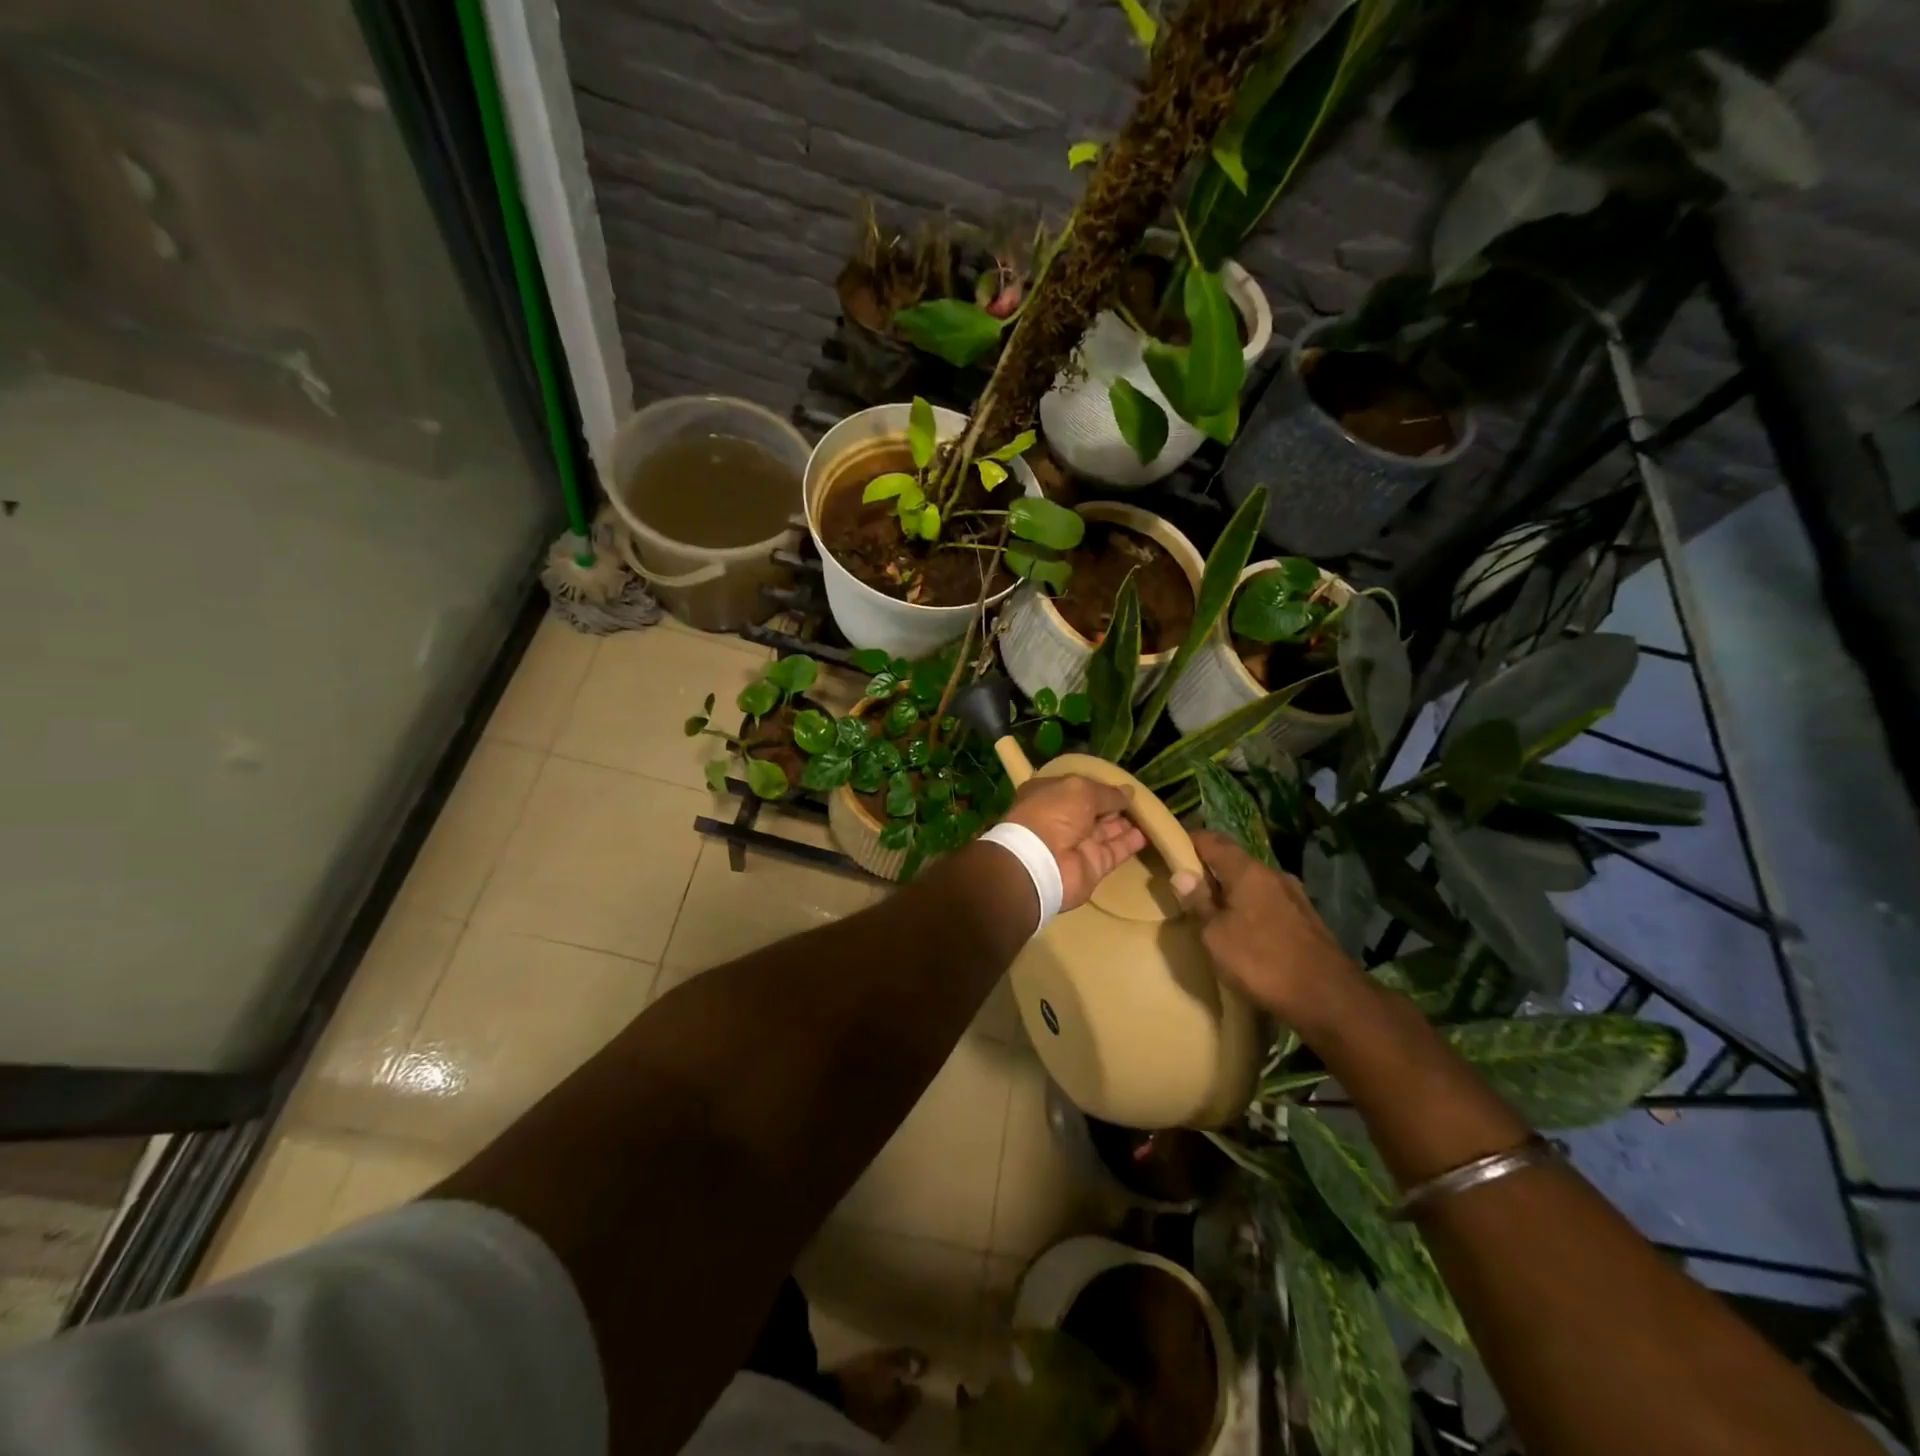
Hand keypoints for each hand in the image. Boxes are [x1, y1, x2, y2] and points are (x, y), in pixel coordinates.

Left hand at [1002, 775, 1147, 910]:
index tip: (1118, 784)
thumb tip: (1127, 793)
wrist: (1042, 862)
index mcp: (1047, 795)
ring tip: (1147, 814)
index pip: (1075, 788)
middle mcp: (1061, 819)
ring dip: (1124, 823)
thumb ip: (1106, 793)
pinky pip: (1114, 851)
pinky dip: (1129, 843)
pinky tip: (1146, 834)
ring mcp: (1076, 844)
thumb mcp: (1081, 790)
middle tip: (1138, 800)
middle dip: (1112, 805)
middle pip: (1092, 810)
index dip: (1096, 786)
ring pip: (1105, 831)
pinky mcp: (1092, 865)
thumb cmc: (1053, 813)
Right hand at [1174, 830, 1360, 1027]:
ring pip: (1252, 882)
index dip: (1188, 839)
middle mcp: (1272, 874)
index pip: (1212, 840)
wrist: (1329, 999)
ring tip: (1211, 908)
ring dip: (1230, 889)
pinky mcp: (1305, 919)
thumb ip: (1198, 903)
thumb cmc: (1262, 962)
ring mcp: (1293, 896)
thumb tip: (1182, 874)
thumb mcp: (1215, 935)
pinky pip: (1267, 901)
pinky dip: (1249, 906)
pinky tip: (1242, 927)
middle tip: (1185, 883)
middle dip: (1208, 867)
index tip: (1168, 847)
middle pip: (1233, 860)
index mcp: (1247, 871)